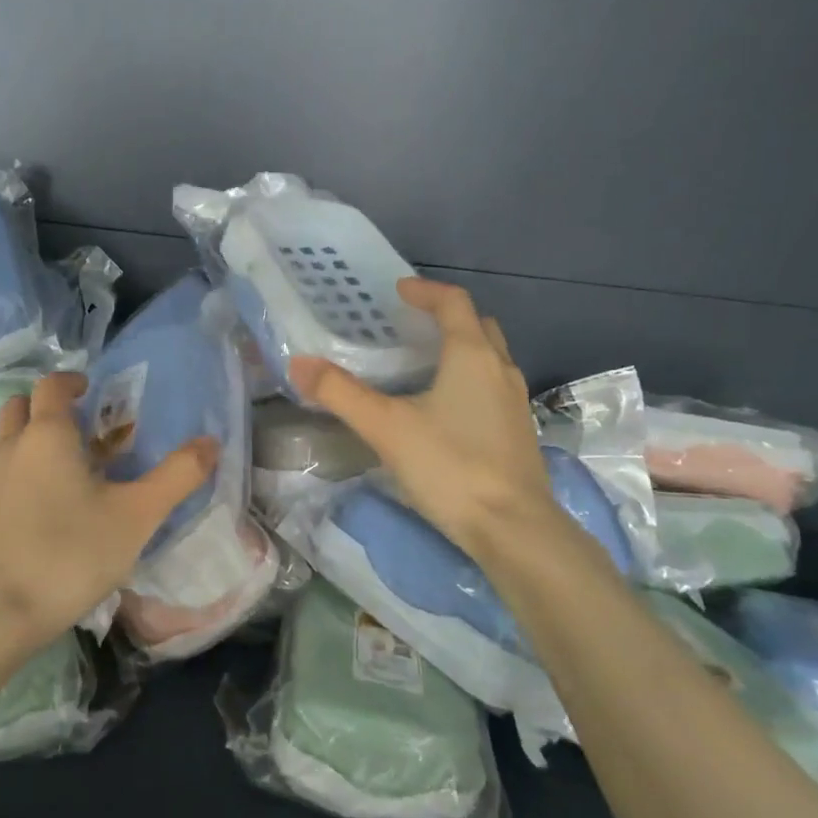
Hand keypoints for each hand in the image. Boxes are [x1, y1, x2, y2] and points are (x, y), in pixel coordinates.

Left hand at [0, 371, 219, 646]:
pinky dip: (22, 475)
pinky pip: (2, 477)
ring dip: (33, 441)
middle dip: (47, 407)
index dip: (72, 381)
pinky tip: (48, 509)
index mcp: (47, 435)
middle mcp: (12, 449)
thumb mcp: (138, 514)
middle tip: (82, 427)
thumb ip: (177, 475)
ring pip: (8, 443)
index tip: (93, 391)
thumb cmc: (73, 552)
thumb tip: (211, 442)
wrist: (2, 612)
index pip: (51, 385)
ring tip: (71, 469)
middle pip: (20, 406)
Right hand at [288, 278, 559, 557]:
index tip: (399, 290)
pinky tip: (445, 409)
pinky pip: (493, 387)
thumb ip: (341, 394)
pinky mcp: (518, 432)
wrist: (512, 528)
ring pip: (490, 358)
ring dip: (462, 349)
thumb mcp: (386, 427)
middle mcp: (500, 369)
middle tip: (412, 325)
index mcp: (472, 356)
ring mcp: (515, 402)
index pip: (454, 303)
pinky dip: (469, 380)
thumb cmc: (449, 466)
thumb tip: (299, 364)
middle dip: (447, 317)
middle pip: (478, 326)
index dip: (426, 291)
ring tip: (424, 364)